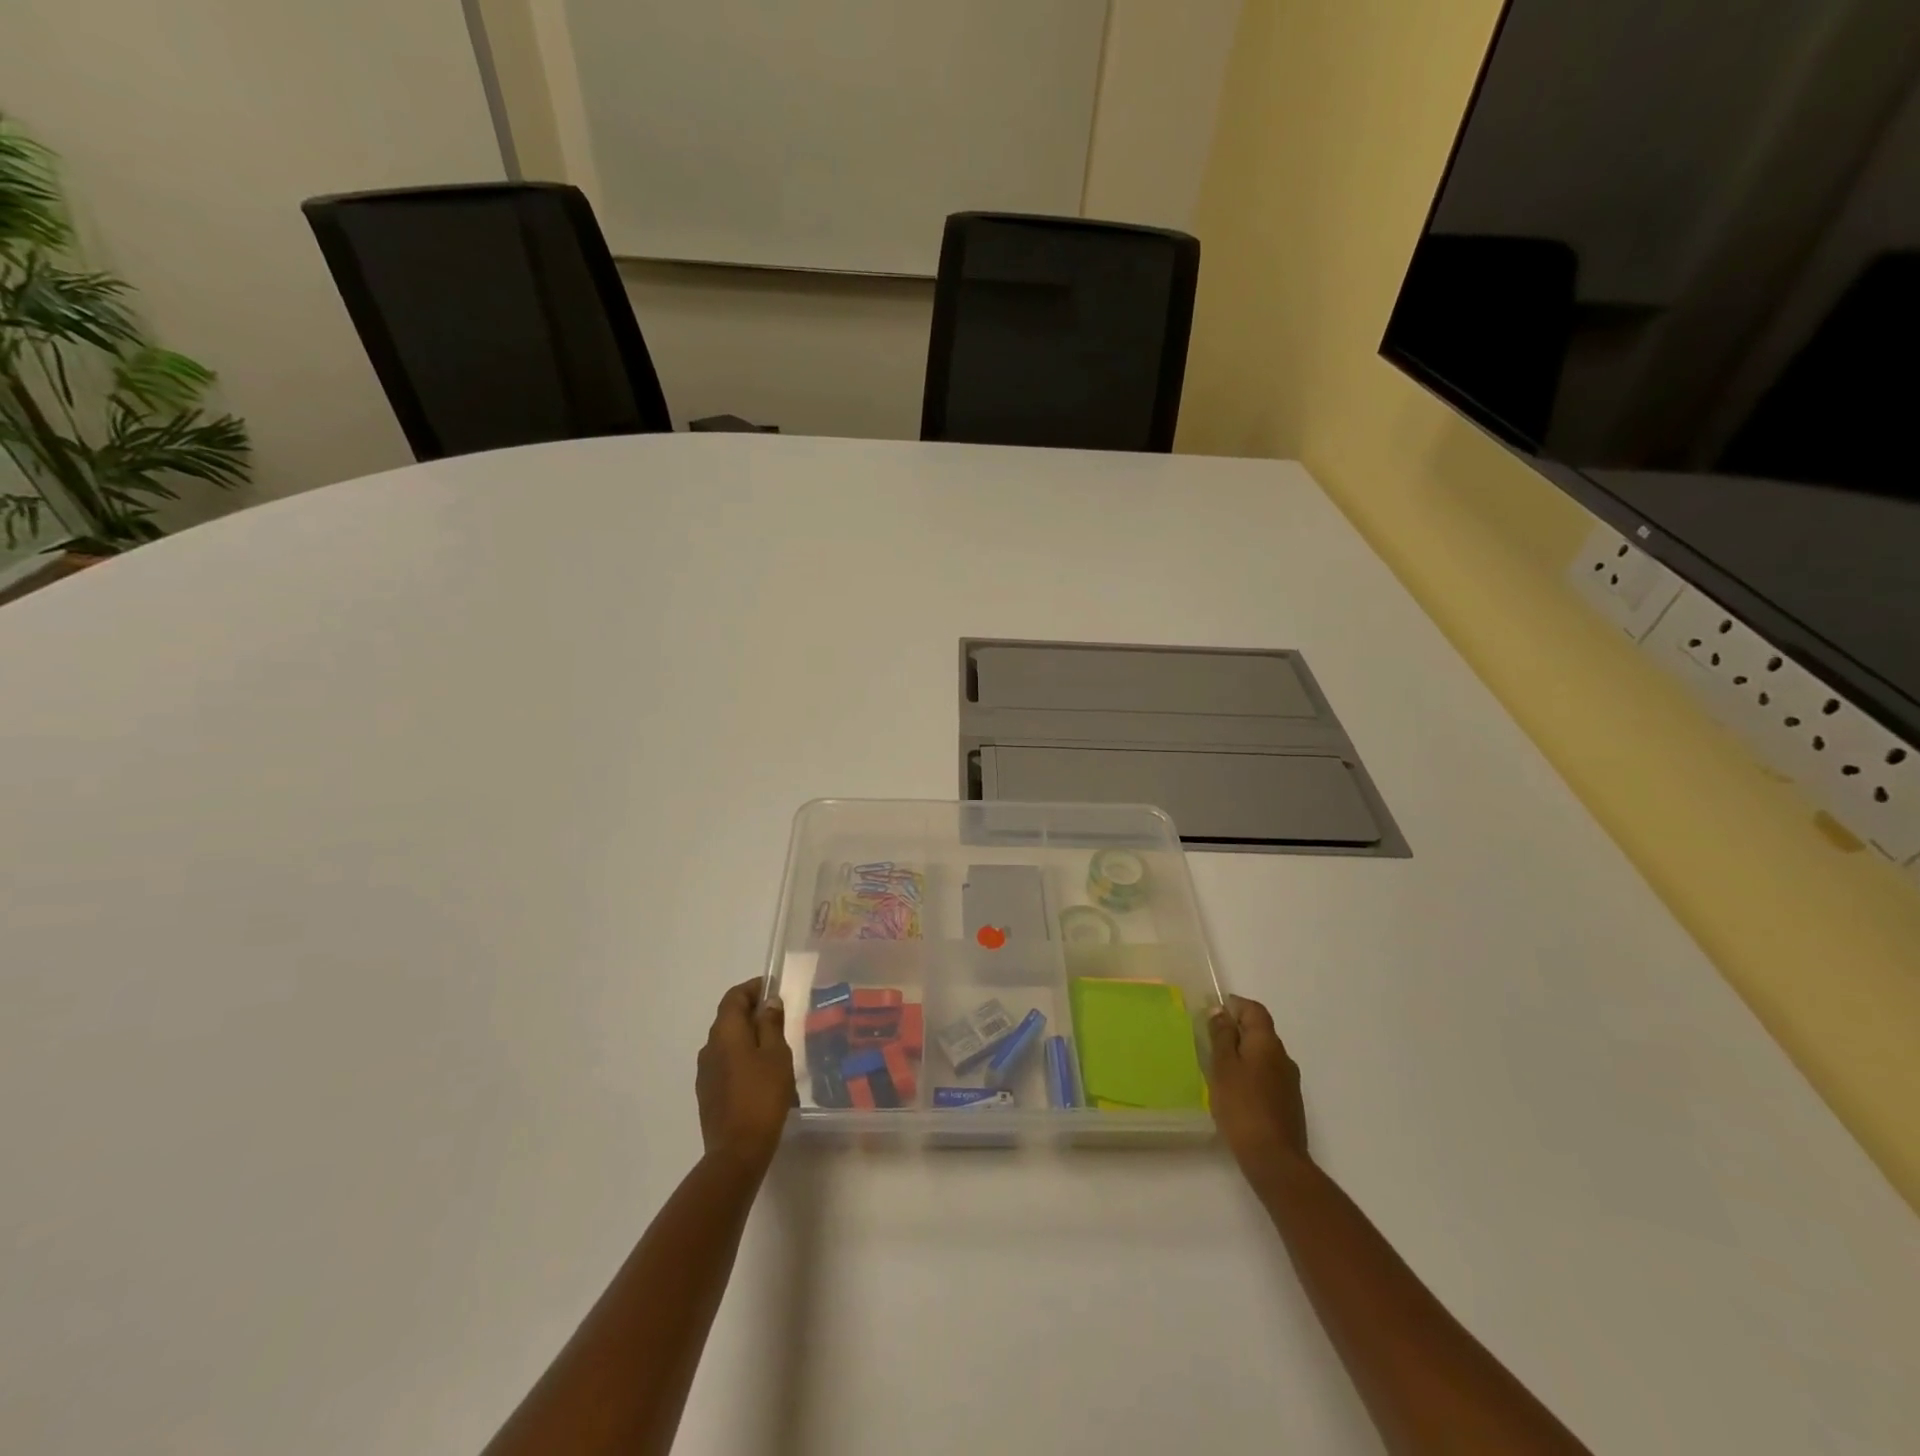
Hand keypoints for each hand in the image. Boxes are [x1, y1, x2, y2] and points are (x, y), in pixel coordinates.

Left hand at [696, 980, 797, 1175]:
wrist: (737, 1151)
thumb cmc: (762, 1095)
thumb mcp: (776, 1054)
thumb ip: (771, 1024)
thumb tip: (768, 1003)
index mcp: (725, 1032)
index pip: (734, 997)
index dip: (753, 988)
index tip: (774, 988)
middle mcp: (709, 1046)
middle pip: (728, 1018)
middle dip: (752, 1012)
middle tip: (779, 1016)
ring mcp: (705, 1072)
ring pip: (726, 1042)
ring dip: (747, 1036)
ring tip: (773, 1045)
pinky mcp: (707, 1093)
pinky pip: (724, 1062)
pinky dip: (741, 1056)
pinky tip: (760, 1072)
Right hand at [1208, 994, 1310, 1174]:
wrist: (1274, 1159)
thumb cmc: (1242, 1106)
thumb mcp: (1223, 1066)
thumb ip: (1222, 1036)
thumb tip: (1221, 1010)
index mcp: (1268, 1043)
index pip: (1255, 1010)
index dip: (1235, 1005)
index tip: (1213, 1011)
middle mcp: (1283, 1058)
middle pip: (1261, 1032)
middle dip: (1237, 1030)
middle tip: (1210, 1040)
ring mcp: (1289, 1083)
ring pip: (1264, 1056)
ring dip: (1243, 1054)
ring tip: (1218, 1067)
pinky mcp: (1288, 1104)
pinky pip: (1267, 1076)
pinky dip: (1250, 1074)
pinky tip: (1235, 1092)